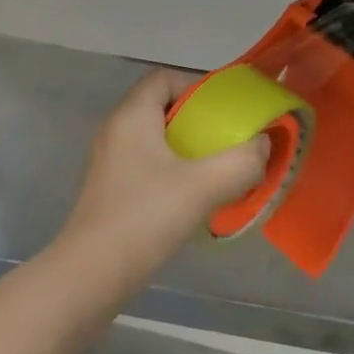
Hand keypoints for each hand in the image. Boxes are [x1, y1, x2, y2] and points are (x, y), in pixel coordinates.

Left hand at [59, 69, 271, 288]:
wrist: (90, 276)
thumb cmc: (144, 217)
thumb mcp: (202, 187)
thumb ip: (240, 162)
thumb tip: (263, 145)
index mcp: (132, 114)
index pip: (164, 78)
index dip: (196, 88)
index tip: (223, 115)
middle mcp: (116, 129)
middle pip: (161, 107)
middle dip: (196, 122)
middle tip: (225, 144)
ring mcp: (109, 160)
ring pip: (154, 138)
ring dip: (184, 149)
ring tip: (213, 173)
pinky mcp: (108, 188)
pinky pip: (145, 163)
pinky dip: (169, 171)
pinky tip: (188, 199)